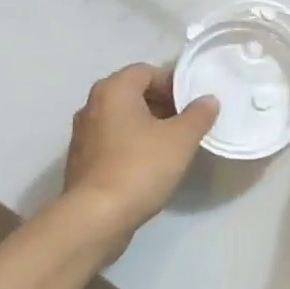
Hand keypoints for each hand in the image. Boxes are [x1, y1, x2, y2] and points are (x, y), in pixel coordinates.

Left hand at [61, 63, 218, 242]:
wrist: (95, 217)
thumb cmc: (140, 167)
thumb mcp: (180, 139)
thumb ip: (198, 115)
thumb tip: (208, 100)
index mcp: (113, 89)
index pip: (146, 71)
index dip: (172, 83)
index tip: (192, 103)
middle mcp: (92, 105)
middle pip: (132, 93)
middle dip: (161, 104)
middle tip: (186, 123)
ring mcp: (83, 134)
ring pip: (122, 119)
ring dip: (147, 126)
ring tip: (172, 145)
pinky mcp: (81, 161)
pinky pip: (112, 141)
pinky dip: (131, 145)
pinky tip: (149, 166)